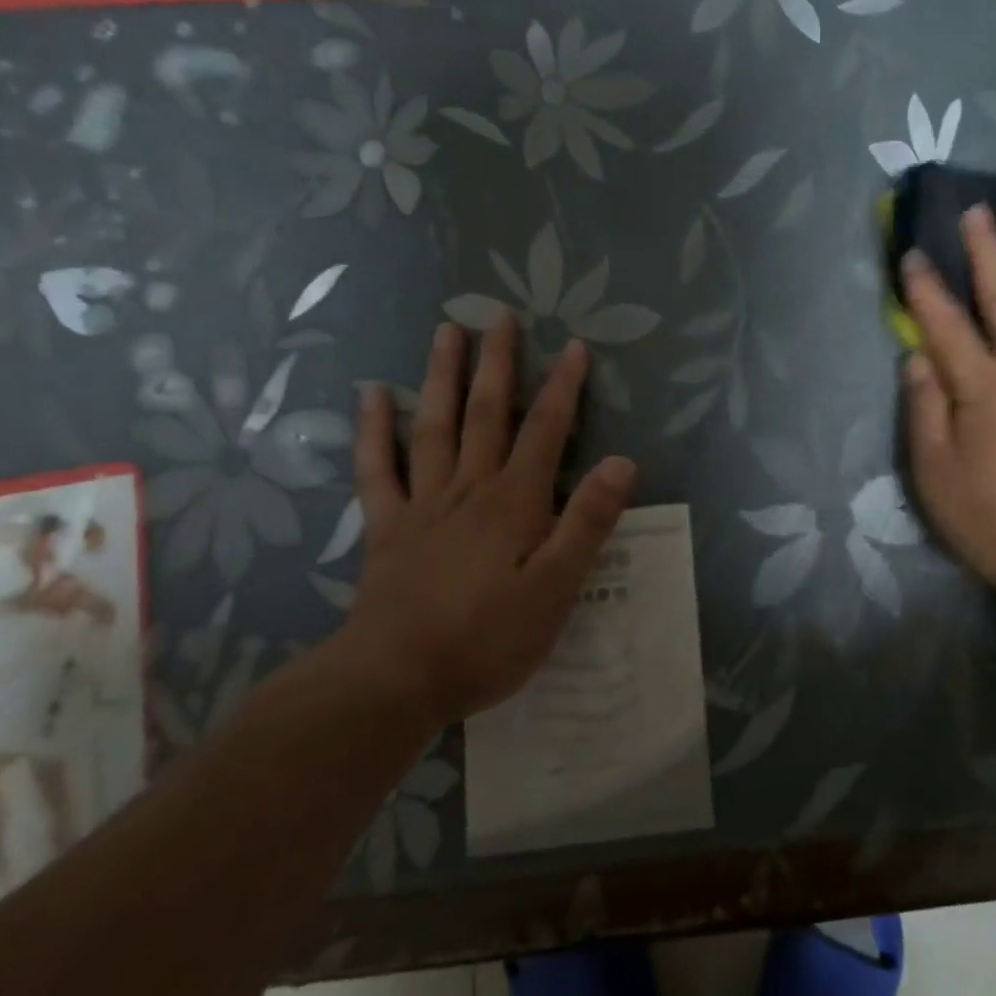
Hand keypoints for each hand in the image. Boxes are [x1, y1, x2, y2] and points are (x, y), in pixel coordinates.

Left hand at [336, 317, 635, 724]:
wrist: (395, 680)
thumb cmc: (488, 638)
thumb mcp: (557, 588)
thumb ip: (588, 522)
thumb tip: (623, 462)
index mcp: (514, 501)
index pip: (546, 429)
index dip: (563, 386)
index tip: (574, 346)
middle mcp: (469, 487)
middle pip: (487, 413)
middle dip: (498, 363)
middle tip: (500, 315)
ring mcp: (422, 503)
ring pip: (434, 426)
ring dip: (443, 376)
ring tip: (447, 331)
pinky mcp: (385, 526)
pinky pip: (377, 468)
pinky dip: (373, 429)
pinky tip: (372, 394)